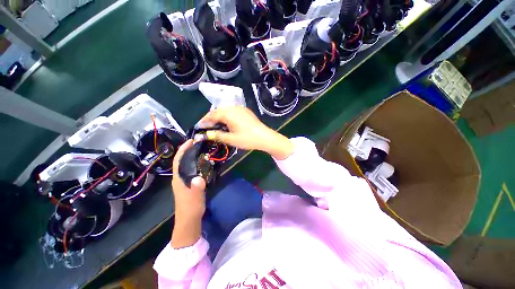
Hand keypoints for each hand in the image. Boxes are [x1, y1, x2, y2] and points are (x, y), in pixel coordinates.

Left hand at [171, 140, 205, 247]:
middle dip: (187, 149)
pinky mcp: (189, 183)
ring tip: (201, 148)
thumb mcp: (195, 198)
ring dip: (191, 155)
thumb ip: (197, 188)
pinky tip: (202, 161)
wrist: (189, 219)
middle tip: (199, 142)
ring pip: (186, 164)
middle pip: (181, 160)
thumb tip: (199, 178)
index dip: (183, 149)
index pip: (178, 161)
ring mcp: (184, 180)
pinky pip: (190, 168)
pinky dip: (195, 162)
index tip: (191, 140)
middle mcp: (179, 177)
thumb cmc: (191, 208)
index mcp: (179, 179)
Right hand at [198, 107, 293, 159]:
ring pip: (225, 110)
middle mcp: (233, 108)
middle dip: (211, 118)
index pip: (212, 115)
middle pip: (218, 111)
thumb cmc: (247, 139)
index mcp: (228, 113)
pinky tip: (227, 122)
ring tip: (215, 125)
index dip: (204, 121)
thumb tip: (207, 134)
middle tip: (207, 126)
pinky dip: (227, 115)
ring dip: (219, 116)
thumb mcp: (231, 139)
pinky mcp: (246, 111)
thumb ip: (217, 136)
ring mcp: (241, 108)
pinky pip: (232, 111)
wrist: (264, 137)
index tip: (200, 127)